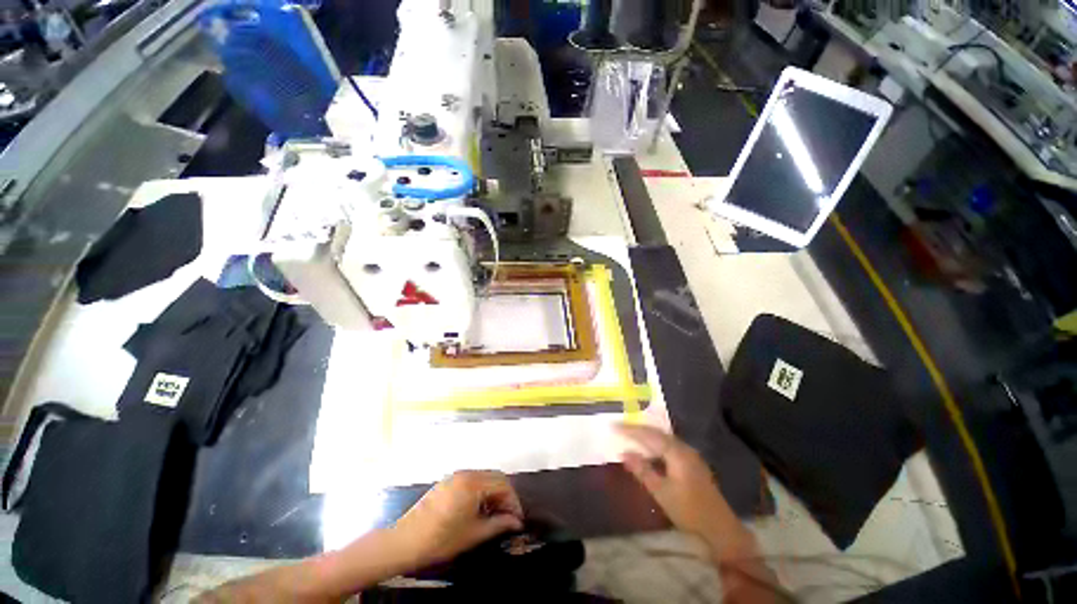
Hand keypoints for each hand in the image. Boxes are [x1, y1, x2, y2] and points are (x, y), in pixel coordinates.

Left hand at [392, 470, 523, 567]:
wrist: (405, 541)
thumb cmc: (441, 539)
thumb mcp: (473, 534)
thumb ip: (499, 524)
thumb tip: (516, 522)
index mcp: (473, 482)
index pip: (503, 484)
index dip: (513, 501)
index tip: (517, 519)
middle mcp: (466, 473)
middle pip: (495, 478)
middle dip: (505, 496)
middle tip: (508, 517)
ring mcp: (455, 476)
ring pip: (484, 479)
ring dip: (493, 494)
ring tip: (495, 516)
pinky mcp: (447, 483)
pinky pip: (471, 482)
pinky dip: (481, 493)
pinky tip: (478, 511)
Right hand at [617, 424, 744, 549]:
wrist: (720, 529)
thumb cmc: (689, 511)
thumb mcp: (661, 492)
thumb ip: (642, 470)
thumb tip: (623, 453)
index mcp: (677, 453)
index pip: (649, 435)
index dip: (630, 429)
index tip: (614, 425)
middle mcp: (684, 448)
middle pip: (657, 432)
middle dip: (638, 428)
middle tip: (620, 426)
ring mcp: (690, 455)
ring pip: (664, 438)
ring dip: (647, 435)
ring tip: (630, 434)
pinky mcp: (692, 462)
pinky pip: (669, 445)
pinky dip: (656, 443)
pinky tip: (649, 449)